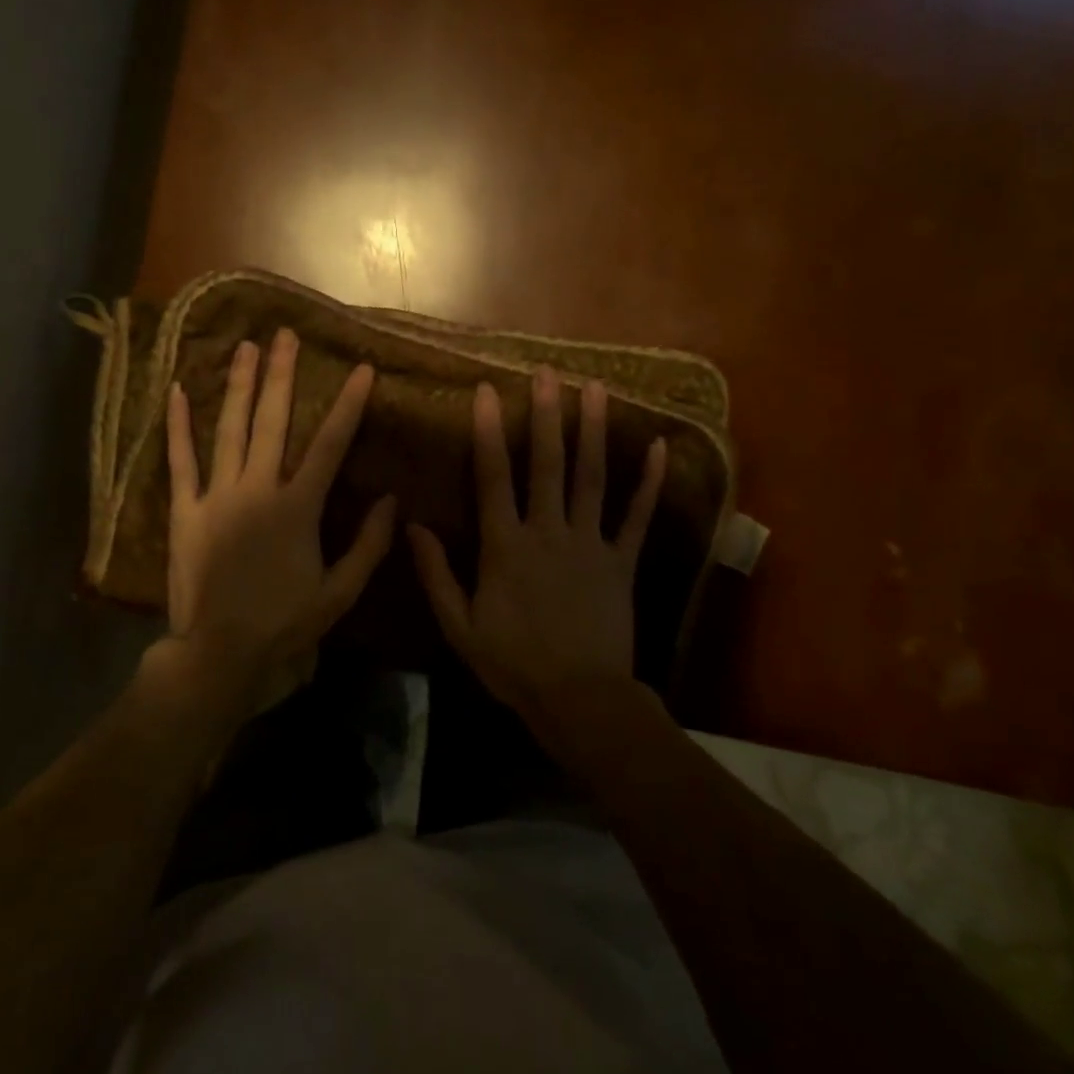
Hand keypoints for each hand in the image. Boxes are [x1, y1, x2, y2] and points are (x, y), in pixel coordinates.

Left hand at [161, 329, 395, 718]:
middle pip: (273, 422)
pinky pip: (180, 462)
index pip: (330, 445)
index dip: (348, 405)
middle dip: (281, 375)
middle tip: (285, 335)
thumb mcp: (340, 592)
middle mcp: (258, 490)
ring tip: (245, 348)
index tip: (360, 369)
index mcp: (298, 507)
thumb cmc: (285, 623)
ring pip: (229, 430)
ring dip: (238, 386)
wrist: (221, 653)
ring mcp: (217, 497)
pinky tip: (178, 391)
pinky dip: (178, 426)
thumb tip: (392, 500)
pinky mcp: (185, 511)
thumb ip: (369, 545)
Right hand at [408, 367, 664, 721]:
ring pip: (592, 478)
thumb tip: (412, 526)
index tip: (487, 391)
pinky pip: (638, 518)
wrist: (579, 700)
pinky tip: (660, 447)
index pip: (494, 478)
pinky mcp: (622, 562)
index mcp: (505, 546)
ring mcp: (590, 544)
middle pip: (548, 464)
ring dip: (594, 431)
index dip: (489, 432)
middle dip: (546, 415)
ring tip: (597, 389)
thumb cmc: (513, 664)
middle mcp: (548, 532)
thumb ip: (436, 574)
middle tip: (548, 372)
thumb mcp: (459, 626)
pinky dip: (650, 484)